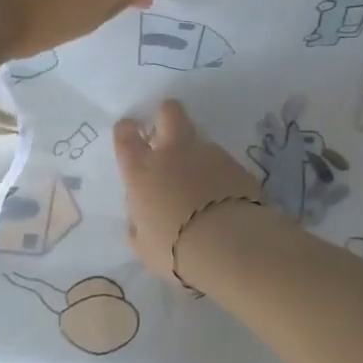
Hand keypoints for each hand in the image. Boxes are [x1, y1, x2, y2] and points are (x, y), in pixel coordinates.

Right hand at [114, 101, 262, 278]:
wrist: (227, 244)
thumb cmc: (174, 249)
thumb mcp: (144, 245)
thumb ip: (139, 225)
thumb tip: (140, 217)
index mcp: (142, 171)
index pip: (126, 136)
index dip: (127, 129)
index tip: (130, 131)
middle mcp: (173, 153)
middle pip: (169, 113)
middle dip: (166, 115)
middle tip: (167, 131)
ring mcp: (208, 154)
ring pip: (200, 140)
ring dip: (197, 155)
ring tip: (203, 184)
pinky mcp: (236, 164)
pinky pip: (223, 162)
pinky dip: (220, 174)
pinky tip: (225, 196)